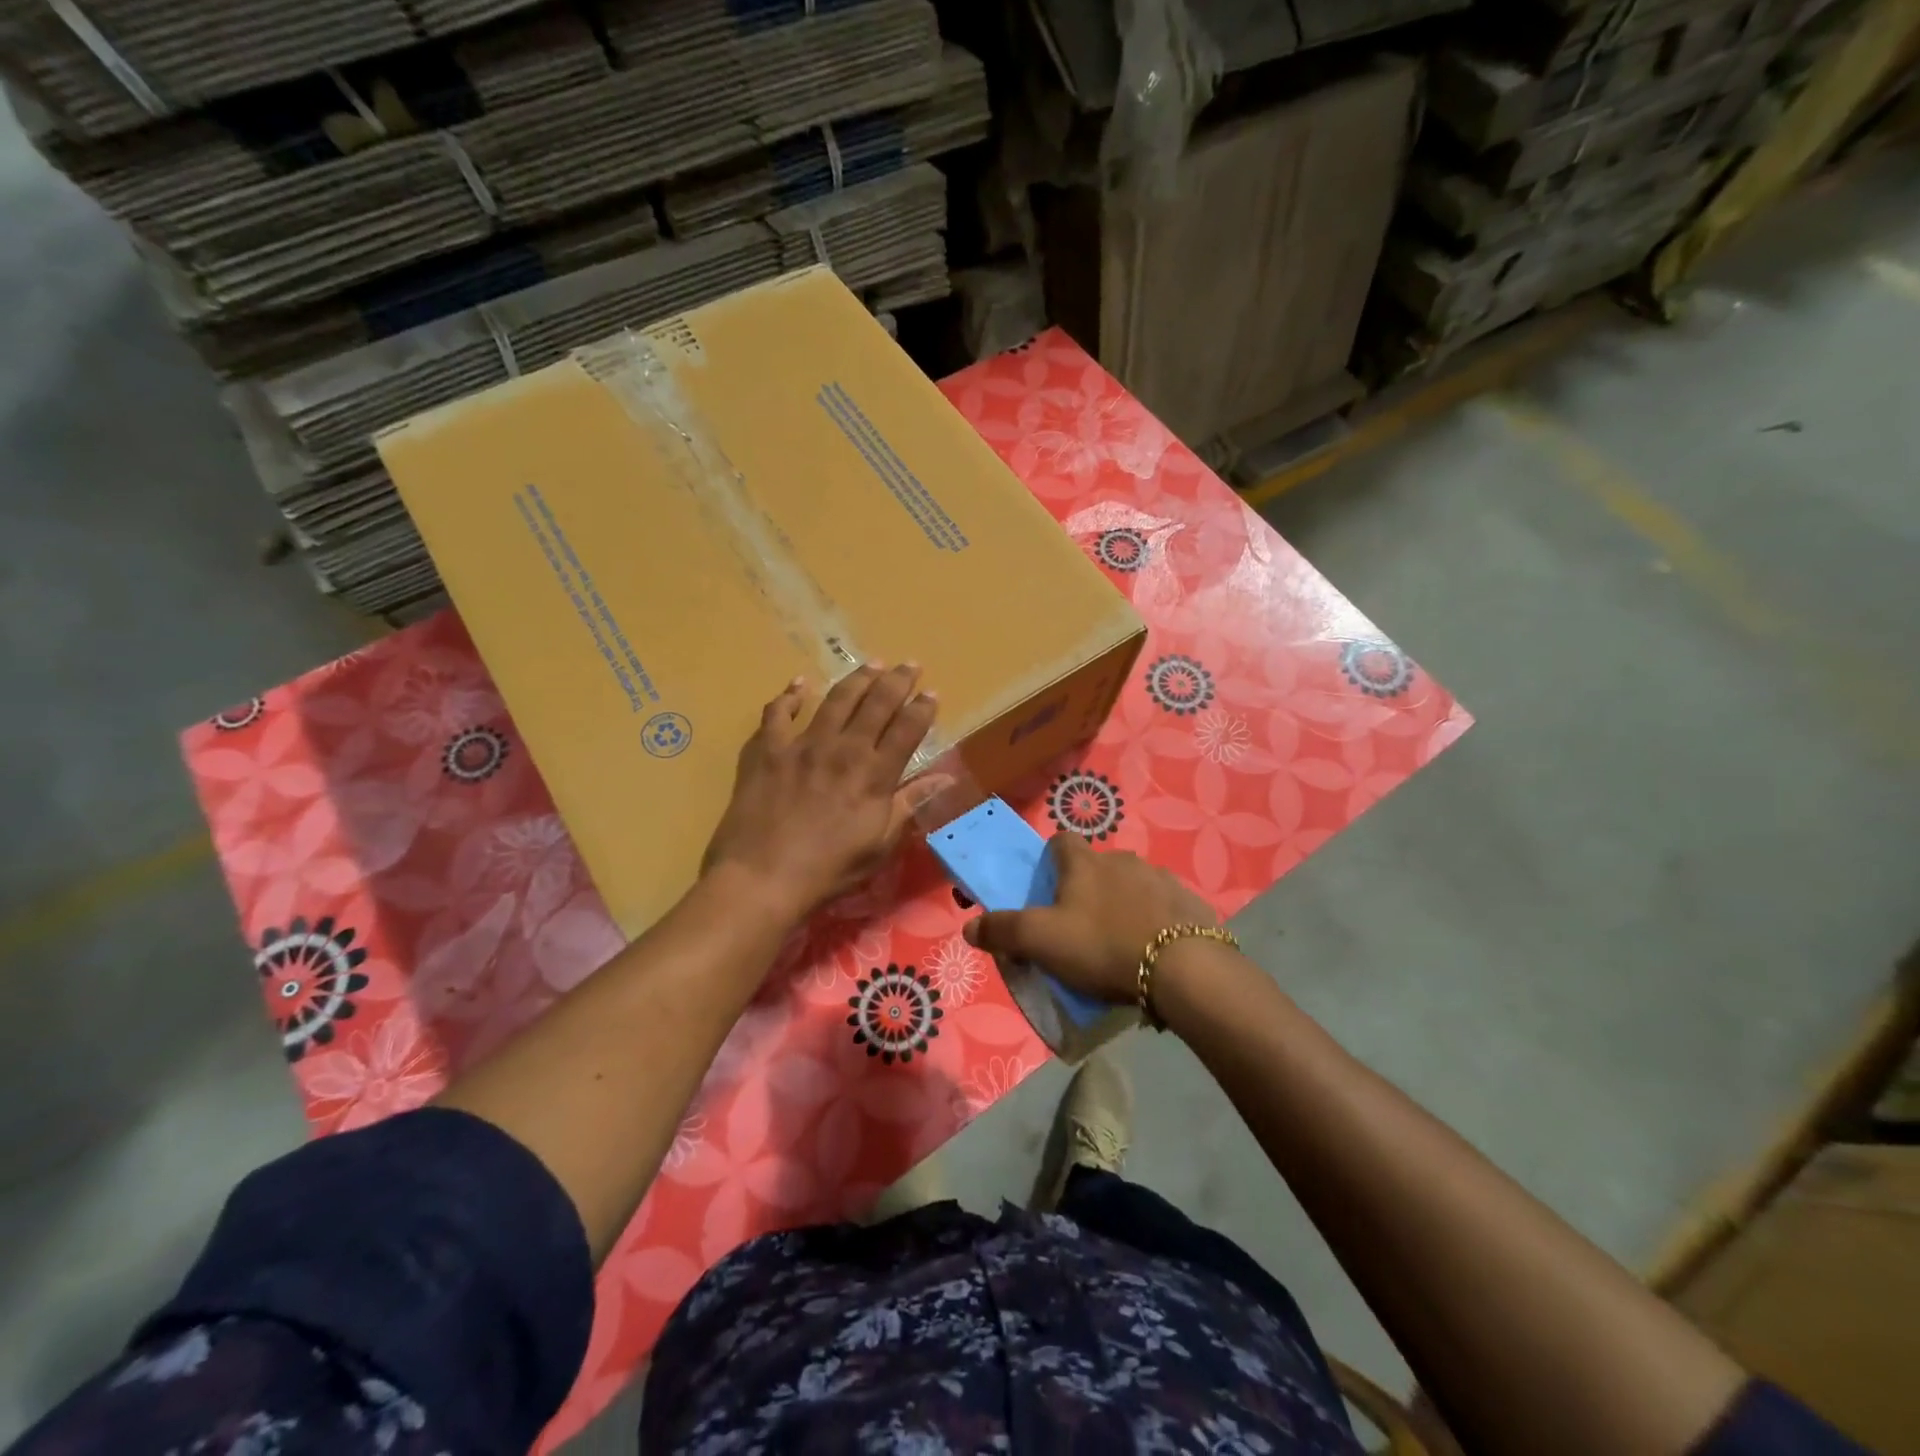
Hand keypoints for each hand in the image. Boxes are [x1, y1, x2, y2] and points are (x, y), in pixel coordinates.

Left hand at [704, 663, 938, 919]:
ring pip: (836, 699)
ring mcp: (803, 744)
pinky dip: (790, 695)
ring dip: (857, 679)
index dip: (922, 709)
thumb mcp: (880, 844)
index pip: (907, 730)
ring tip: (871, 664)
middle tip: (909, 664)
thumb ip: (910, 804)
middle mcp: (843, 749)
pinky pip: (778, 712)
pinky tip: (801, 684)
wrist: (762, 877)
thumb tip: (946, 778)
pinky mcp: (767, 749)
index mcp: (874, 774)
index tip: (932, 693)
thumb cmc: (829, 869)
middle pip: (876, 704)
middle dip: (897, 681)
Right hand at [962, 833, 1215, 1003]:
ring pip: (1133, 884)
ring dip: (1124, 903)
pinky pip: (1165, 906)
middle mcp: (1123, 860)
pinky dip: (1156, 920)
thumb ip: (1002, 931)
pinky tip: (1154, 950)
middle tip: (1080, 925)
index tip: (1047, 887)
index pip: (1060, 841)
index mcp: (1085, 864)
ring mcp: (1161, 879)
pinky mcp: (1191, 903)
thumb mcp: (1040, 942)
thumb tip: (970, 926)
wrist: (1183, 969)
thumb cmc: (1102, 946)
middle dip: (1087, 887)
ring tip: (1120, 942)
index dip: (1050, 860)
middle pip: (1097, 865)